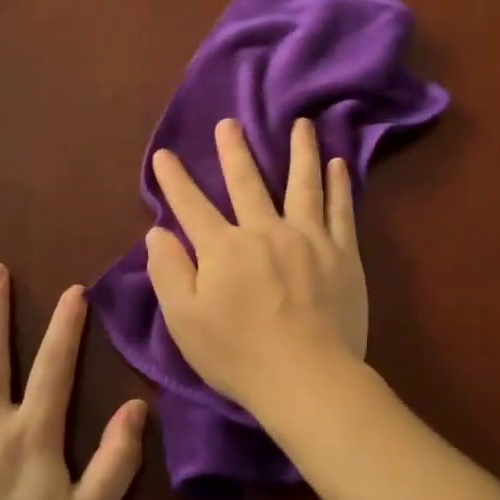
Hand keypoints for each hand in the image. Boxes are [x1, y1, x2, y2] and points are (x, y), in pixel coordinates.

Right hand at [146, 118, 366, 418]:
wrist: (306, 377)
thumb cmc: (238, 355)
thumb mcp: (184, 320)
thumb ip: (168, 272)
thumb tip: (157, 232)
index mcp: (223, 249)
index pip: (192, 206)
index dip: (175, 180)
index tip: (164, 154)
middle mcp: (265, 231)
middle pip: (247, 182)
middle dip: (234, 150)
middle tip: (230, 122)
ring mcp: (308, 238)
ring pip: (302, 184)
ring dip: (299, 151)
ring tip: (301, 124)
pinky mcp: (342, 253)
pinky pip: (340, 210)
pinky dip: (339, 184)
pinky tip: (338, 164)